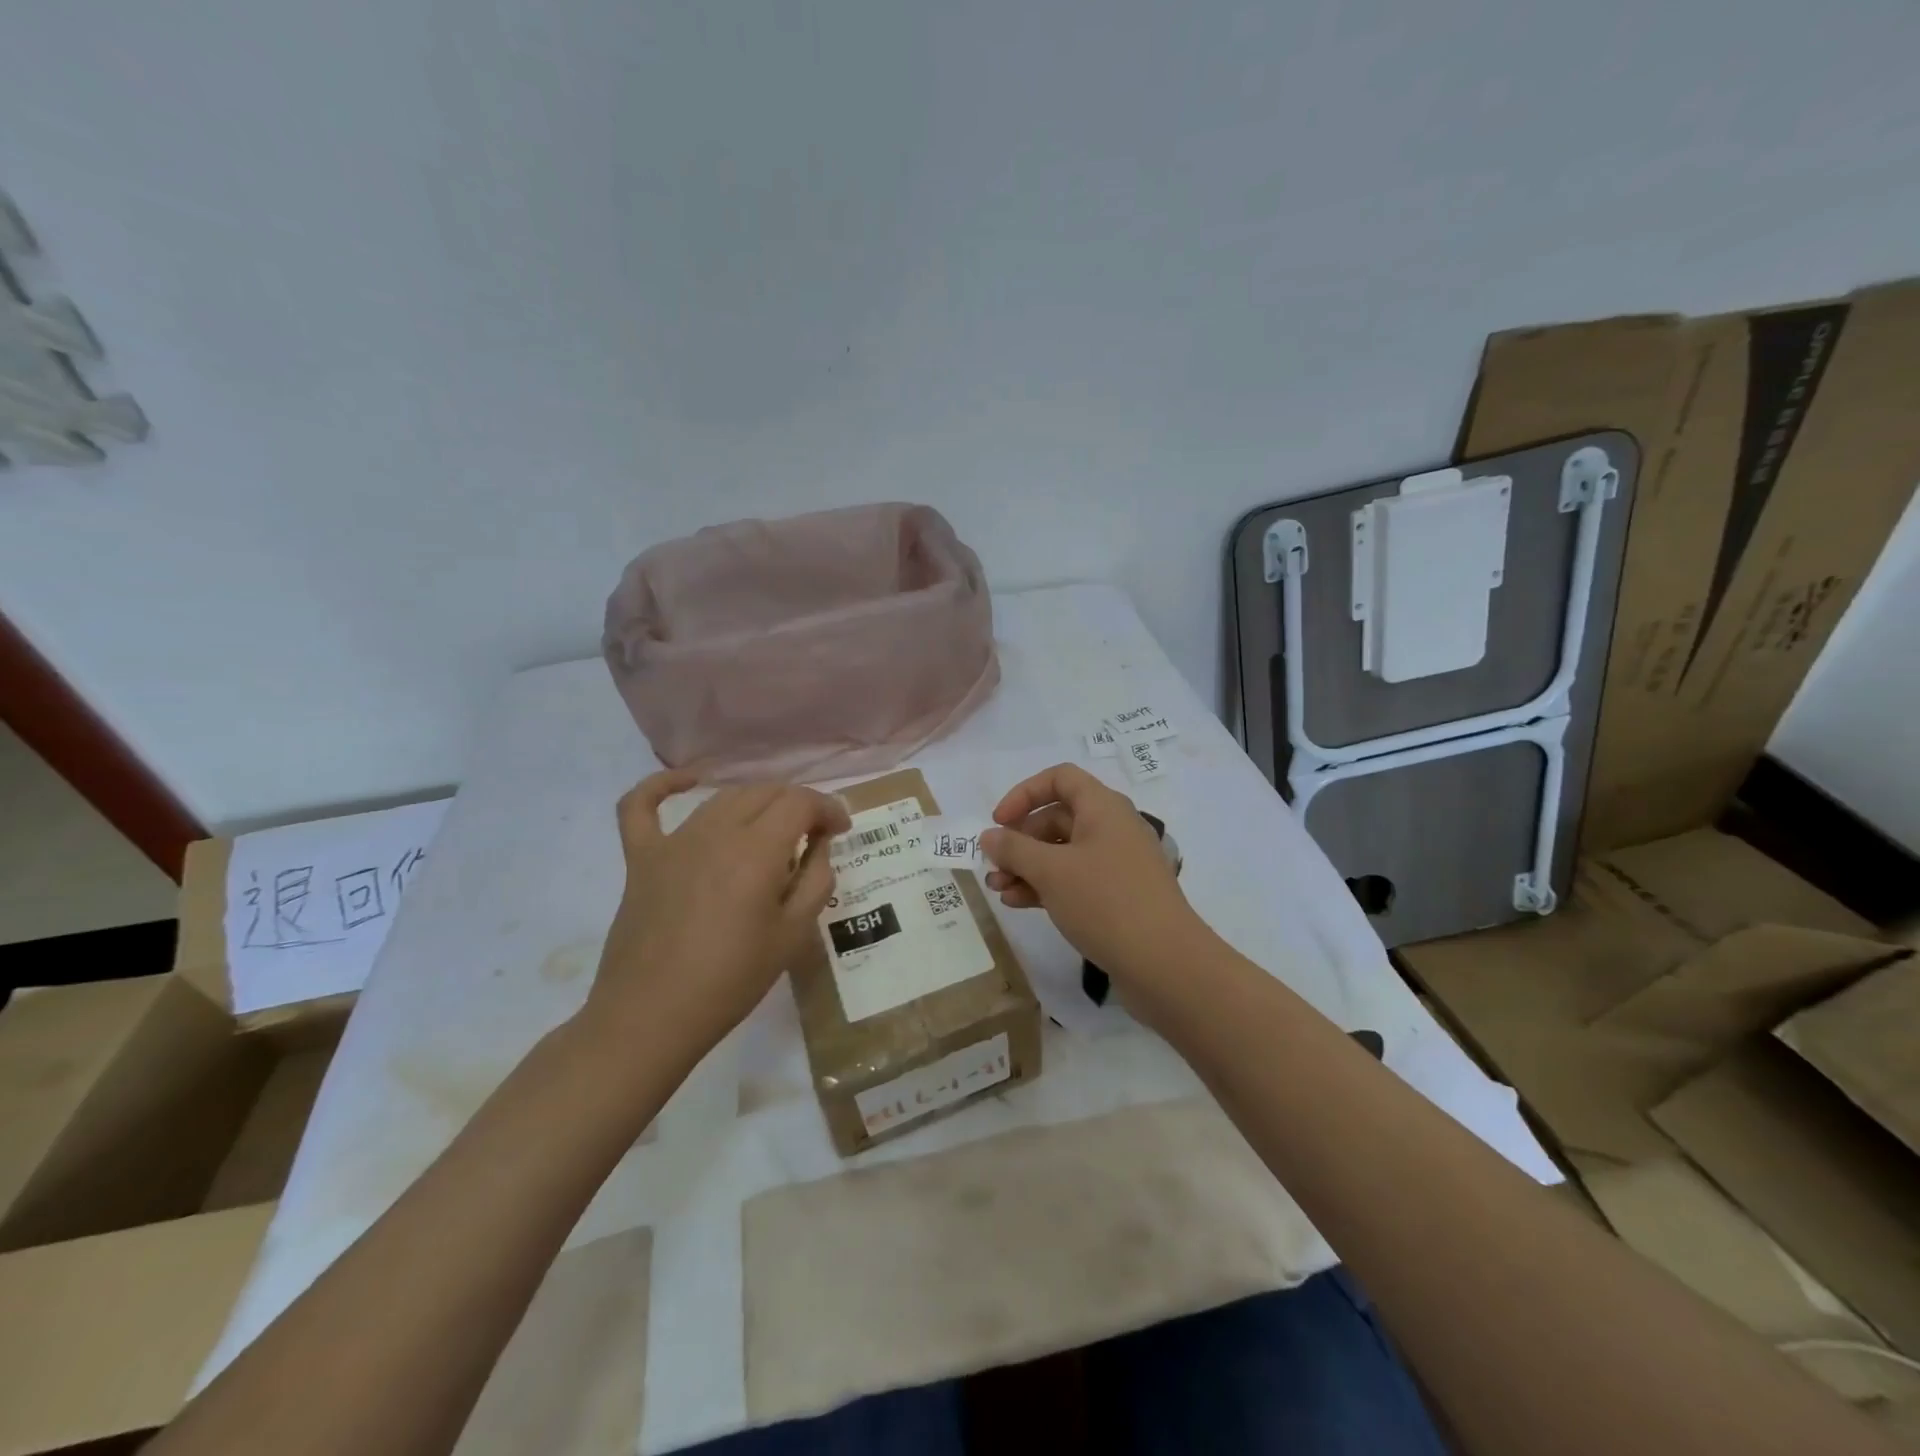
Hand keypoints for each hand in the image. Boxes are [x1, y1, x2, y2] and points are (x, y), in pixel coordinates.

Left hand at [581, 770, 850, 1071]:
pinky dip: (663, 786)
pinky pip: (641, 806)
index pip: (800, 802)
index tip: (841, 830)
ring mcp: (673, 841)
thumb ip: (816, 880)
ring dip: (756, 804)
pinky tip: (688, 782)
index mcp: (757, 850)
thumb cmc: (732, 980)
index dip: (828, 808)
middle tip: (813, 837)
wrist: (651, 1017)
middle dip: (798, 806)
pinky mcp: (641, 858)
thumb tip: (820, 845)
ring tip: (772, 831)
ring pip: (723, 798)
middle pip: (765, 792)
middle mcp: (716, 832)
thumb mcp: (793, 935)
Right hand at [980, 763, 1206, 987]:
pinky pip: (1074, 879)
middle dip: (1020, 840)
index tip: (998, 821)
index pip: (1060, 779)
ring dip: (1027, 867)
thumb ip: (1014, 849)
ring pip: (1062, 852)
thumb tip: (989, 836)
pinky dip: (1046, 886)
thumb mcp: (1051, 872)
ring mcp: (1117, 864)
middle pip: (1057, 818)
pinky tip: (1019, 904)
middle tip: (993, 866)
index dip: (1024, 794)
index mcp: (1103, 808)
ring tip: (998, 889)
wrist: (1165, 964)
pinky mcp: (1118, 896)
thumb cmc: (1105, 902)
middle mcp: (1112, 828)